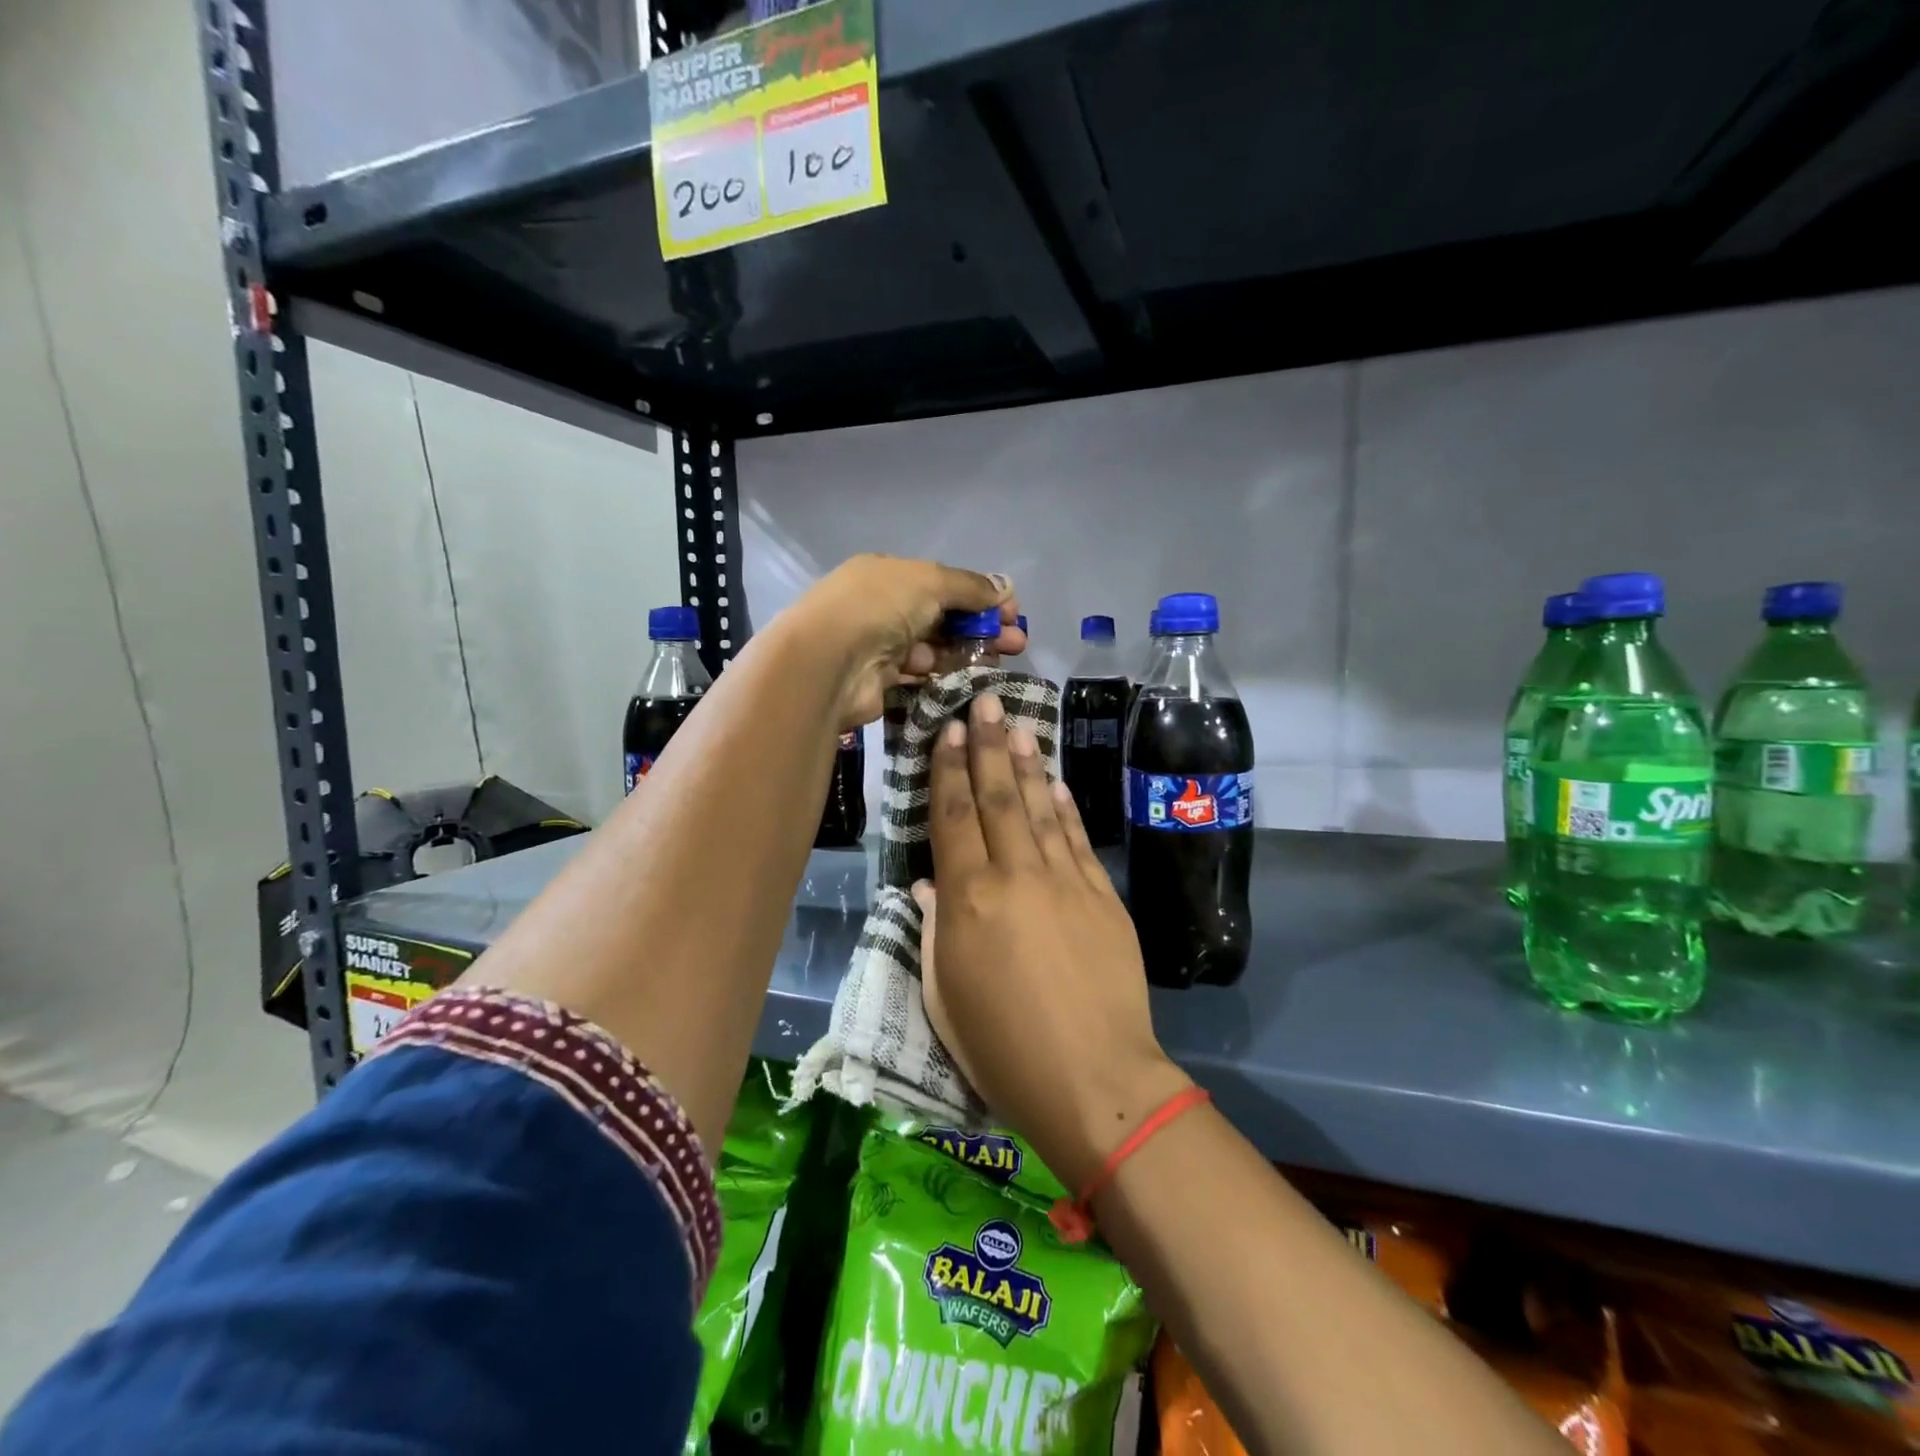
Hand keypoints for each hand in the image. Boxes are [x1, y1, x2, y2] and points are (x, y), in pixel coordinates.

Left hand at [789, 554, 1025, 728]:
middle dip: (981, 628)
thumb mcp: (930, 581)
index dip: (980, 597)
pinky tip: (971, 679)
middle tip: (1016, 644)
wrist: (828, 662)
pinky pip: (921, 675)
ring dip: (968, 652)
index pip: (943, 583)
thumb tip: (1006, 587)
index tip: (1012, 613)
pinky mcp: (881, 681)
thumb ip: (970, 587)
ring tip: (1000, 662)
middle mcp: (883, 607)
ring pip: (934, 648)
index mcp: (889, 575)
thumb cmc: (880, 607)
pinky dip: (946, 675)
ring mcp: (880, 646)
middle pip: (942, 617)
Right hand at [917, 692, 1191, 1192]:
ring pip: (1040, 807)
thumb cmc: (1003, 1048)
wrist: (1095, 1079)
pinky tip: (1056, 782)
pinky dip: (1064, 806)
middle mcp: (1015, 875)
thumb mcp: (944, 996)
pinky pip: (1077, 838)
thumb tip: (932, 885)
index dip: (948, 770)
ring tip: (1019, 726)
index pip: (953, 817)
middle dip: (989, 745)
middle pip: (998, 796)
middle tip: (985, 703)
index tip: (949, 732)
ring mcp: (1065, 881)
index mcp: (967, 899)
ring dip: (1028, 763)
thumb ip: (934, 931)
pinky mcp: (1102, 896)